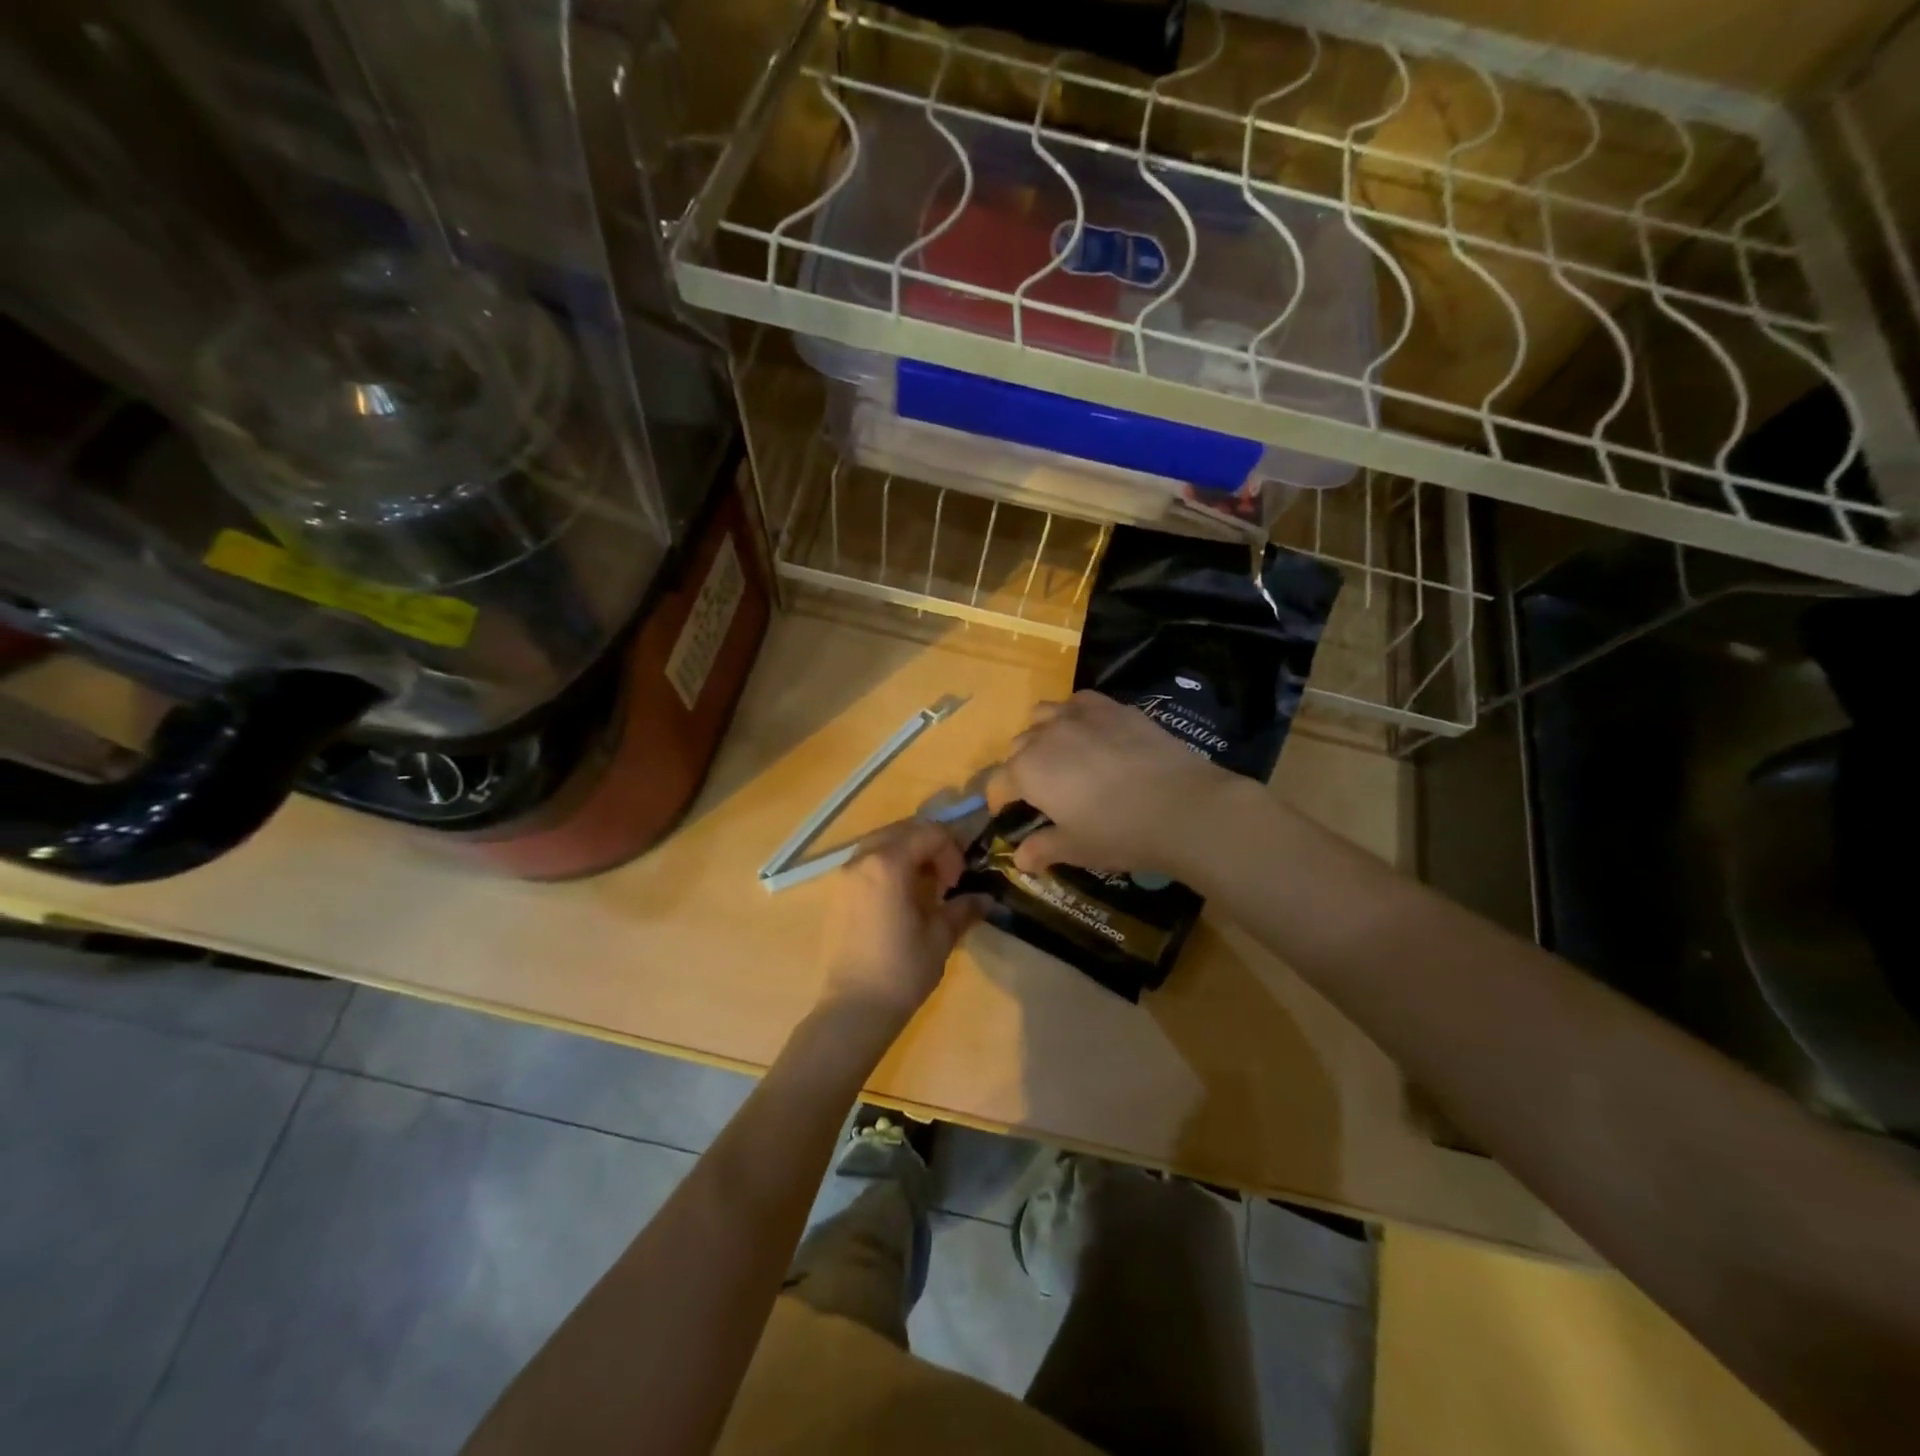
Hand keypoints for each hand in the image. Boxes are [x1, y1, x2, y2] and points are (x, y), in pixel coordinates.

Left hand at [818, 818, 985, 1029]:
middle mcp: (862, 860)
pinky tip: (900, 898)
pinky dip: (887, 865)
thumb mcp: (940, 937)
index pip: (929, 833)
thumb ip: (962, 908)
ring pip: (881, 843)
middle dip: (929, 845)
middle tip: (944, 878)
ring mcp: (844, 876)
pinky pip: (866, 861)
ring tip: (923, 886)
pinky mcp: (837, 894)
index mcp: (888, 864)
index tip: (956, 882)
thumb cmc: (902, 971)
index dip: (951, 851)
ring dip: (907, 853)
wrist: (853, 1009)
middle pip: (902, 830)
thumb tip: (985, 898)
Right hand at [986, 690, 1242, 877]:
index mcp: (1027, 771)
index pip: (998, 783)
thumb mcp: (1075, 848)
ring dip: (1042, 733)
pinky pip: (1078, 702)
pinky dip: (1074, 714)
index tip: (1009, 814)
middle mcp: (1045, 735)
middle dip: (1021, 767)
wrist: (1181, 805)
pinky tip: (1090, 732)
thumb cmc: (1118, 833)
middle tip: (1042, 790)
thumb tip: (1020, 859)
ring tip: (1061, 754)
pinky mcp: (1112, 707)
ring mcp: (1079, 715)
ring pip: (1043, 715)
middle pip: (1018, 746)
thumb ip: (1042, 848)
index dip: (1000, 801)